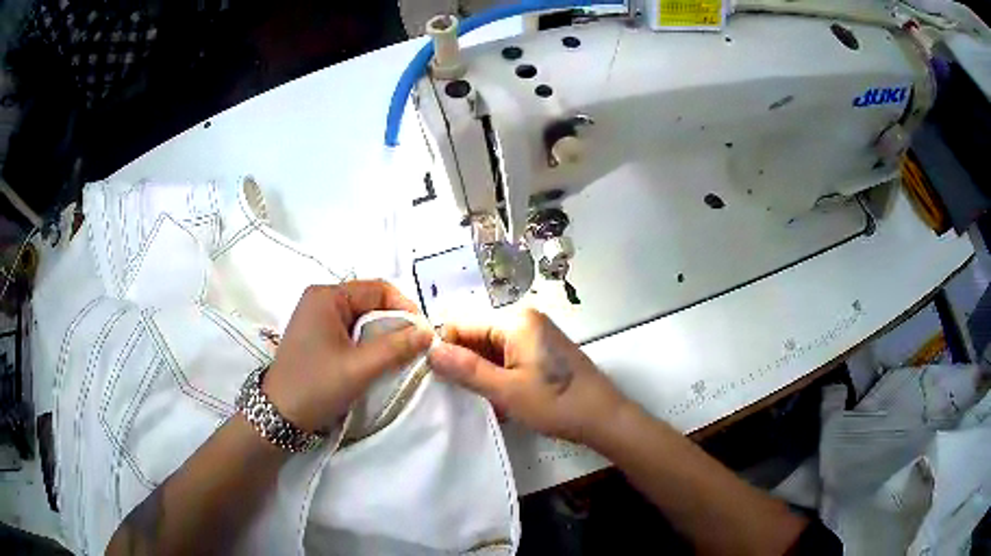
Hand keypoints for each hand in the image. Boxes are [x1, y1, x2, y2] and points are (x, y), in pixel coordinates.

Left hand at [263, 281, 432, 431]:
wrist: (279, 415)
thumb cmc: (317, 386)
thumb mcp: (360, 368)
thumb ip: (396, 347)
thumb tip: (428, 332)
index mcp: (327, 296)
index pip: (378, 288)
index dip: (404, 307)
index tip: (423, 334)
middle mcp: (321, 299)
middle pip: (370, 301)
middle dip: (394, 322)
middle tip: (414, 347)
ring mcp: (316, 316)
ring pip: (361, 317)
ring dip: (382, 334)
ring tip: (398, 356)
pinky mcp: (316, 335)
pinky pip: (350, 330)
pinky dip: (367, 342)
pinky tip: (376, 360)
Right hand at [427, 309, 629, 445]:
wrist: (604, 418)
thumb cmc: (556, 403)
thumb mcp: (506, 390)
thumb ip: (466, 369)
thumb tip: (430, 351)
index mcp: (515, 320)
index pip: (463, 324)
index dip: (445, 348)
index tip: (432, 376)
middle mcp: (525, 321)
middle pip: (478, 337)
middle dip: (465, 365)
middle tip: (455, 395)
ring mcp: (536, 337)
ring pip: (492, 351)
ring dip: (482, 376)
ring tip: (479, 401)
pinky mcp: (542, 353)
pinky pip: (508, 359)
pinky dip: (499, 378)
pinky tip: (499, 401)